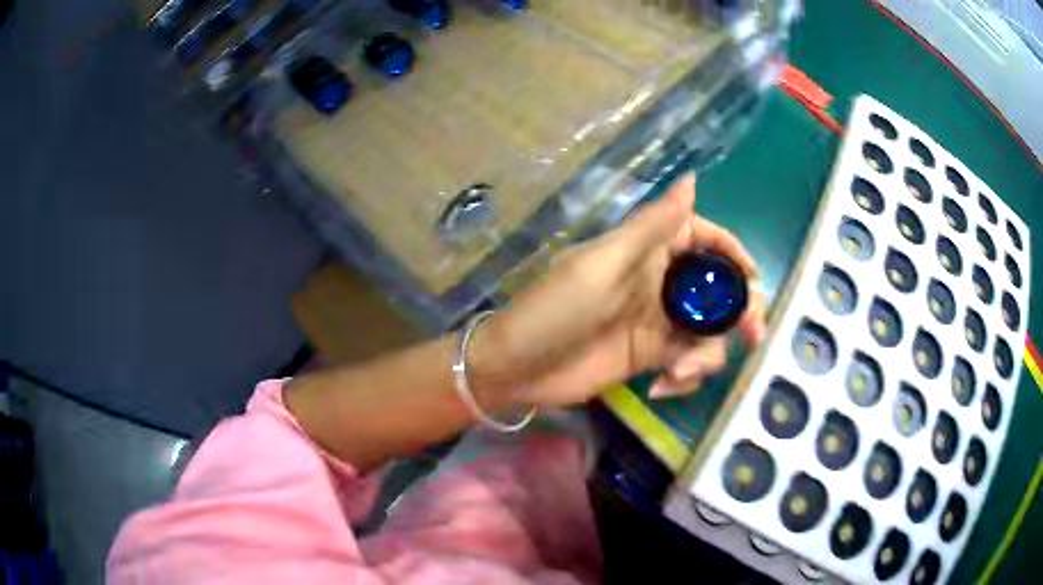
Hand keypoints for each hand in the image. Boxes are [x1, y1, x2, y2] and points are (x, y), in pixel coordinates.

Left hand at [472, 174, 766, 407]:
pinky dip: (686, 375)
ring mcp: (657, 324)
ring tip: (679, 371)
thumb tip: (692, 180)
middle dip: (740, 312)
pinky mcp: (651, 358)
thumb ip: (653, 226)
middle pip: (717, 290)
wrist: (518, 369)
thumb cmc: (556, 310)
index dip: (732, 252)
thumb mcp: (605, 264)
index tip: (754, 276)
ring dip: (707, 355)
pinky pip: (688, 362)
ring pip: (708, 332)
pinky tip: (663, 387)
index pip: (702, 239)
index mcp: (647, 252)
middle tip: (752, 336)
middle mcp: (659, 283)